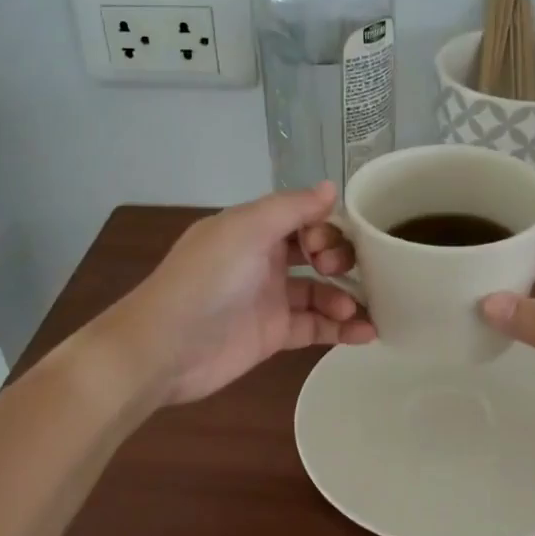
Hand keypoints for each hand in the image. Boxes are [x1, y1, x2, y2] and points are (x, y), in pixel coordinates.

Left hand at [114, 183, 374, 405]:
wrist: (165, 347)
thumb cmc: (206, 279)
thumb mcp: (246, 229)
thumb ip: (291, 207)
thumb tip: (331, 188)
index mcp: (252, 229)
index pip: (302, 217)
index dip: (323, 225)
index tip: (329, 240)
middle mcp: (263, 260)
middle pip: (316, 252)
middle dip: (338, 258)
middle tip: (336, 270)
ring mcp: (270, 299)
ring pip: (321, 292)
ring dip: (345, 296)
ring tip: (358, 309)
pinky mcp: (274, 336)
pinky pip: (316, 327)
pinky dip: (342, 329)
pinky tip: (368, 333)